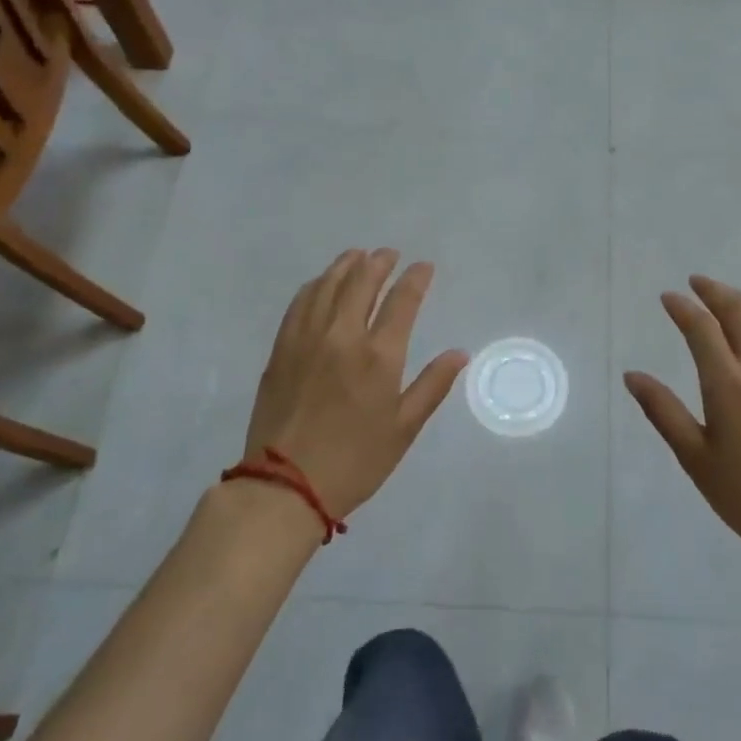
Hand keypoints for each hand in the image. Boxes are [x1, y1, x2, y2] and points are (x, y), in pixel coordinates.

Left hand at [243, 249, 467, 518]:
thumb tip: (458, 353)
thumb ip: (432, 385)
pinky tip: (321, 283)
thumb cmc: (355, 461)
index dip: (415, 278)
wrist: (285, 486)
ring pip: (327, 285)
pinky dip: (315, 285)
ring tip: (357, 256)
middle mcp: (342, 336)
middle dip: (379, 262)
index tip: (424, 267)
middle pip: (362, 281)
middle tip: (389, 254)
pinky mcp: (282, 349)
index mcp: (379, 356)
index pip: (402, 300)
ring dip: (346, 265)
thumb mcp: (404, 428)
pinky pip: (300, 303)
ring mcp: (307, 339)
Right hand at [624, 275, 740, 578]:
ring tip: (729, 297)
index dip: (682, 307)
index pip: (701, 329)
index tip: (668, 297)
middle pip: (739, 313)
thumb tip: (633, 375)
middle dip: (714, 292)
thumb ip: (663, 412)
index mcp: (729, 385)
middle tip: (696, 283)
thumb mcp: (695, 459)